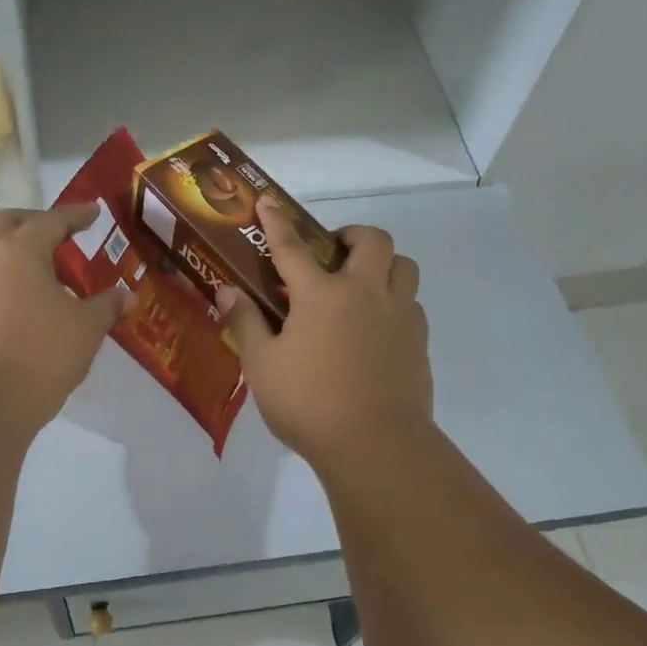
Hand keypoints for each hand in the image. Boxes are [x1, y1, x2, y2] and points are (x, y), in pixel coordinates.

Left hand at [0, 204, 129, 428]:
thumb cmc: (43, 353)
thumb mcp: (87, 327)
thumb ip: (107, 305)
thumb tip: (127, 295)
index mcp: (20, 250)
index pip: (51, 220)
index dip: (76, 215)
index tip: (93, 211)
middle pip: (9, 223)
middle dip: (36, 221)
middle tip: (63, 233)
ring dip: (20, 250)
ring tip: (52, 271)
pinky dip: (11, 277)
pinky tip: (32, 300)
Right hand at [215, 201, 432, 470]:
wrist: (376, 444)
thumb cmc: (308, 404)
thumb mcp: (262, 366)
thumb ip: (246, 324)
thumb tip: (228, 292)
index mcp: (321, 295)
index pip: (292, 248)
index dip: (277, 222)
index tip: (268, 201)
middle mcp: (365, 293)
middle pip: (373, 241)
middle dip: (352, 234)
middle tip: (333, 252)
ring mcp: (399, 316)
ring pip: (404, 267)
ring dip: (383, 264)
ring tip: (361, 287)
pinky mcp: (419, 342)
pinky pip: (412, 305)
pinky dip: (394, 303)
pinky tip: (375, 330)